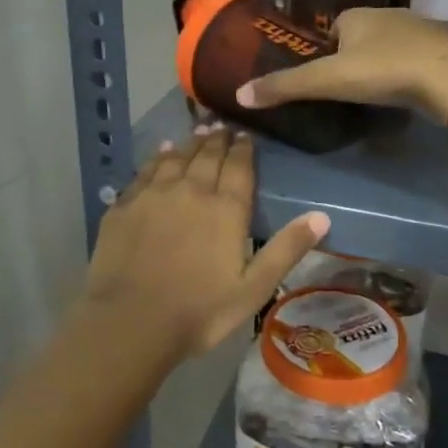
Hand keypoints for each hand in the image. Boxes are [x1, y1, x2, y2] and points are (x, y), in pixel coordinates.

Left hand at [87, 127, 329, 359]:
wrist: (130, 321)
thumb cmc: (199, 311)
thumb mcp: (254, 288)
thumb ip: (286, 249)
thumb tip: (322, 215)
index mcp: (225, 209)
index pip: (238, 166)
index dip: (244, 148)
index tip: (246, 135)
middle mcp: (191, 190)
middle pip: (207, 155)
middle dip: (218, 139)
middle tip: (223, 127)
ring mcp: (154, 194)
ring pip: (177, 157)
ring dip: (190, 142)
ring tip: (199, 131)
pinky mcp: (125, 204)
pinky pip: (146, 170)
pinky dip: (158, 156)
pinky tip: (162, 151)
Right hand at [235, 7, 447, 119]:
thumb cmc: (384, 70)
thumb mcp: (328, 80)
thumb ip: (286, 87)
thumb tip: (239, 95)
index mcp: (358, 15)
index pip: (333, 28)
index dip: (325, 51)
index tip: (324, 77)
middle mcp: (388, 14)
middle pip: (361, 36)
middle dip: (353, 58)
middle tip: (347, 90)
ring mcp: (420, 30)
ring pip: (390, 46)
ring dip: (381, 65)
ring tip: (375, 94)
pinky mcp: (443, 50)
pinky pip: (415, 58)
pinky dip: (406, 72)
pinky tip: (405, 92)